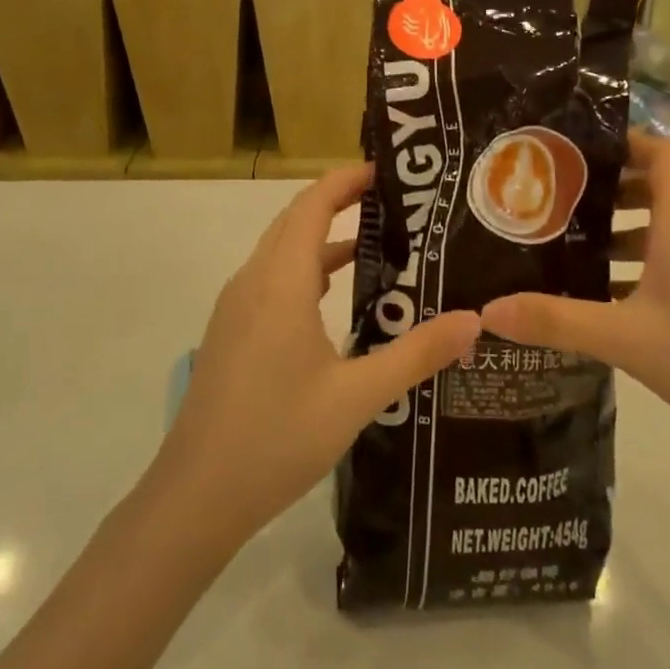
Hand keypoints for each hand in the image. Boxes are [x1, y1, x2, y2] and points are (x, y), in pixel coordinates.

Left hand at [151, 165, 480, 546]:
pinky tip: (336, 297)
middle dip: (340, 201)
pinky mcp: (232, 332)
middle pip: (295, 220)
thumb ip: (417, 354)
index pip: (312, 205)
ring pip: (282, 251)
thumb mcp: (357, 396)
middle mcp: (253, 282)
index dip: (346, 180)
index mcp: (280, 282)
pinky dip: (307, 269)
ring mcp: (236, 307)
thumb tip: (473, 320)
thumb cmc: (277, 437)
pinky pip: (272, 279)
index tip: (387, 172)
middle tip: (394, 202)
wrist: (196, 497)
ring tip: (377, 242)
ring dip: (323, 237)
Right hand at [481, 133, 669, 468]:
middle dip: (609, 190)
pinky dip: (642, 266)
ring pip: (665, 230)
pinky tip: (607, 300)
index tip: (577, 151)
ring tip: (571, 250)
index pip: (662, 154)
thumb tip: (488, 309)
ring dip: (622, 233)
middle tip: (557, 202)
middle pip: (658, 189)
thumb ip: (555, 321)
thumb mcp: (624, 339)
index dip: (625, 141)